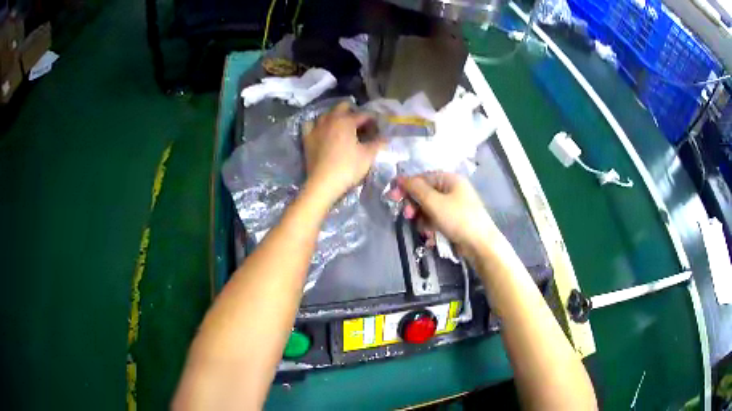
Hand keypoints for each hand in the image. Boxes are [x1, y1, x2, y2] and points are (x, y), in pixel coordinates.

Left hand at [303, 102, 384, 202]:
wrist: (323, 183)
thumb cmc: (348, 168)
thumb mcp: (368, 156)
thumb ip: (378, 143)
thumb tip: (386, 137)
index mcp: (347, 121)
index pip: (364, 115)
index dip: (373, 120)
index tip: (378, 128)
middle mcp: (330, 119)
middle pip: (343, 107)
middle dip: (353, 112)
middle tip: (360, 125)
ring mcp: (316, 128)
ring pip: (326, 114)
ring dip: (336, 116)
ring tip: (342, 127)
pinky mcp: (307, 138)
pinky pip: (310, 124)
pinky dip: (317, 124)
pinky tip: (322, 130)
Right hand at [391, 172, 500, 259]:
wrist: (480, 245)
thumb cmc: (458, 219)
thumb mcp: (434, 202)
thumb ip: (416, 189)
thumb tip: (400, 178)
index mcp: (450, 179)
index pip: (422, 178)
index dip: (406, 186)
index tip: (392, 197)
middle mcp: (452, 189)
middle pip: (424, 194)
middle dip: (415, 206)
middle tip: (409, 217)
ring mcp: (454, 205)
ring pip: (428, 209)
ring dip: (422, 220)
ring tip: (426, 231)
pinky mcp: (454, 220)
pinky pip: (436, 219)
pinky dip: (431, 227)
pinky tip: (431, 237)